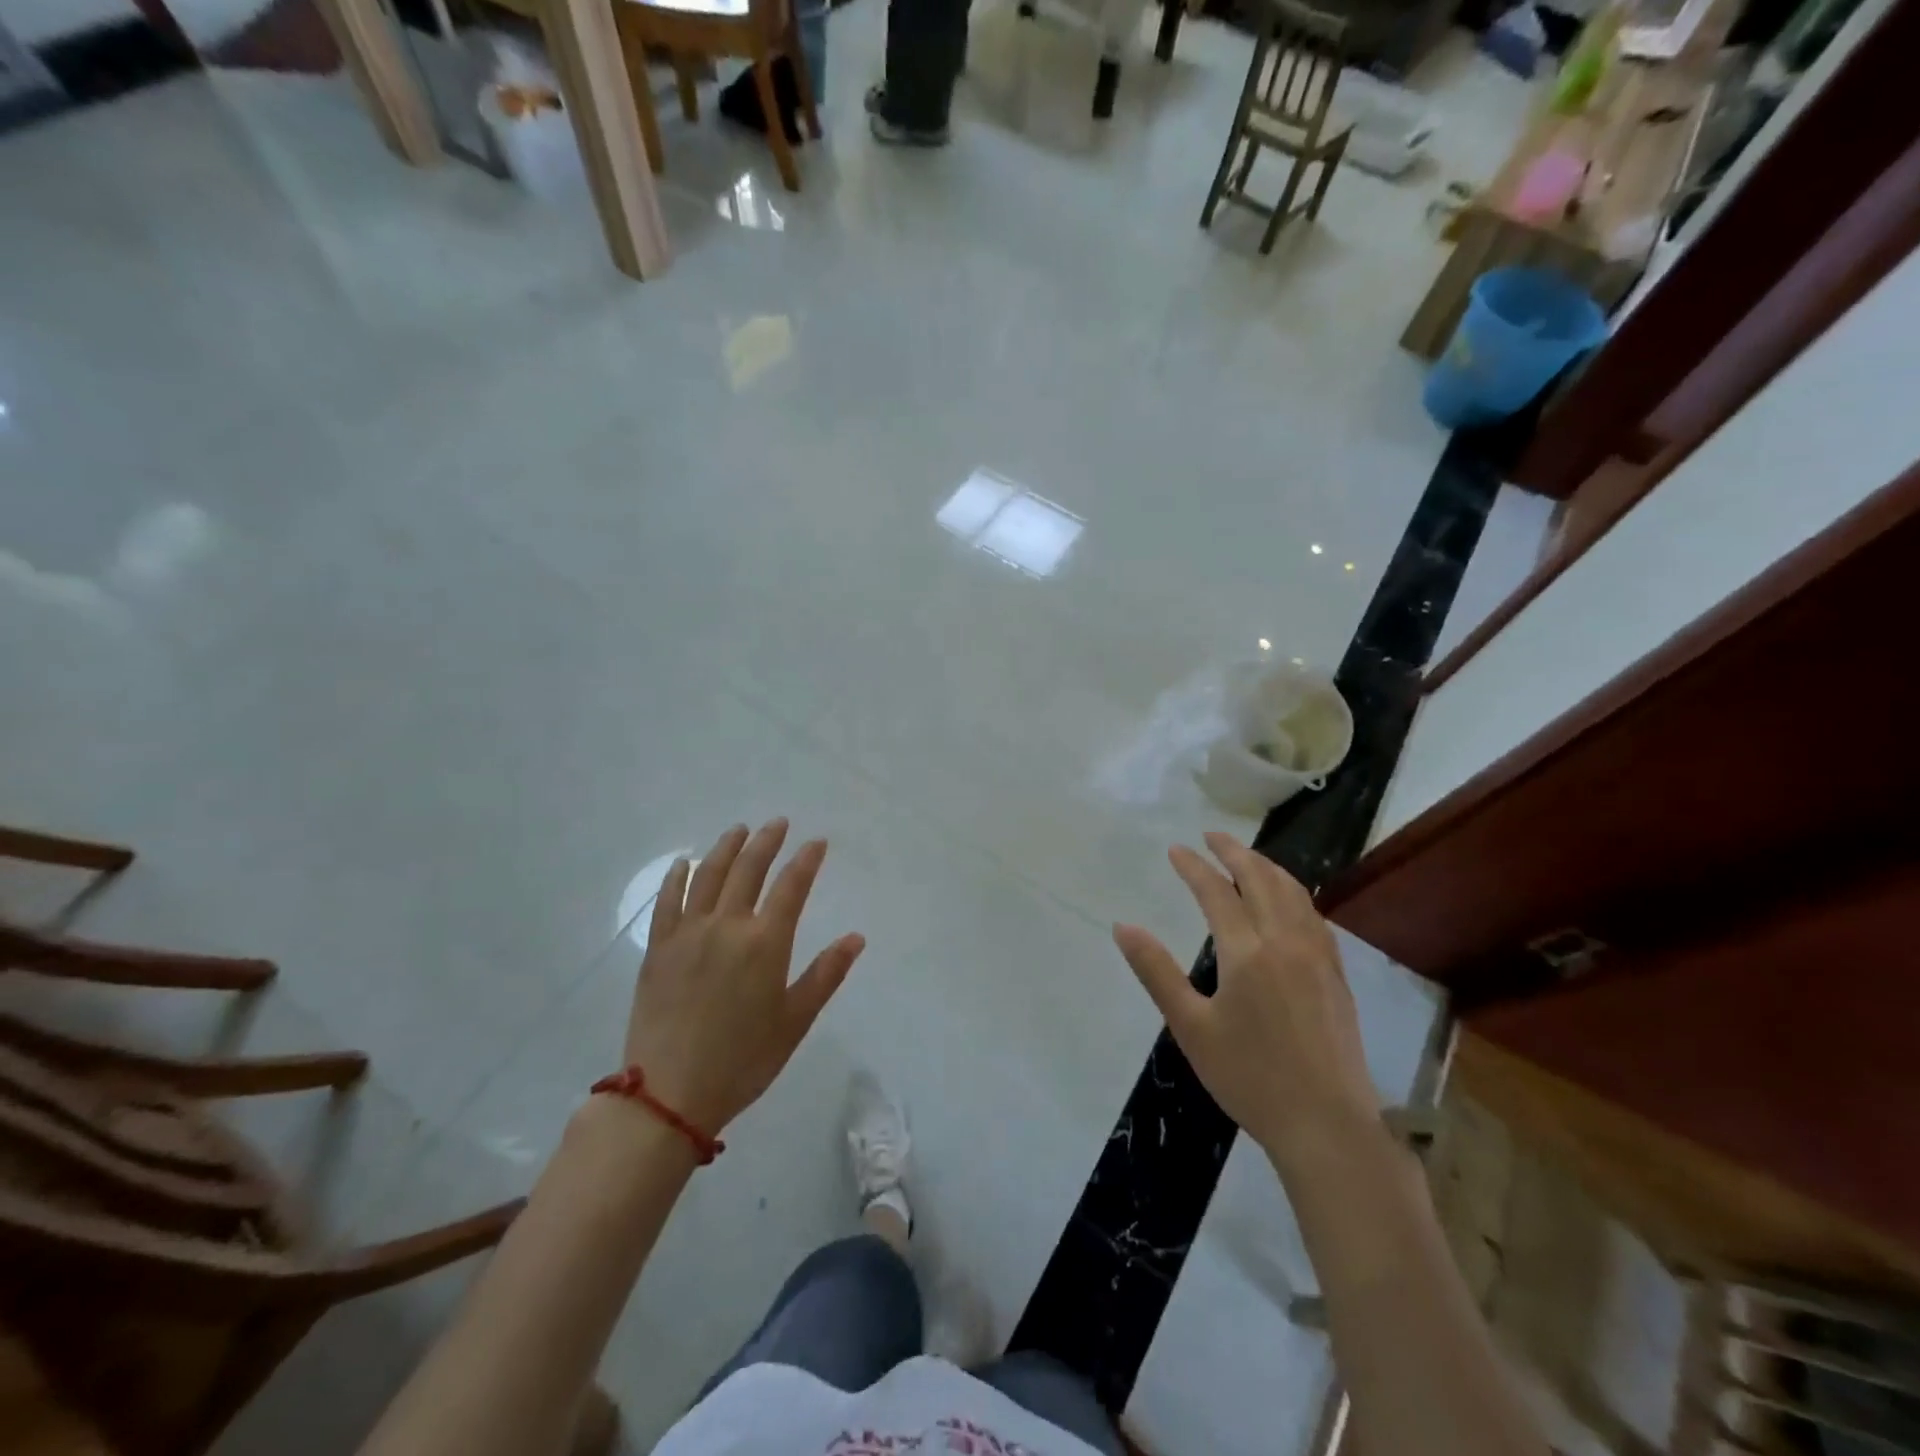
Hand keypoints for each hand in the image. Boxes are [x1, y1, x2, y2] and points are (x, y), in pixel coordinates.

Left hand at [623, 819, 865, 1136]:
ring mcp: (688, 934)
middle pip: (749, 870)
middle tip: (778, 823)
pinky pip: (667, 901)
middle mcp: (727, 926)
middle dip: (767, 841)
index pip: (791, 886)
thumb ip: (826, 975)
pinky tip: (684, 863)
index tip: (817, 842)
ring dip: (726, 848)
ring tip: (739, 829)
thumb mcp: (794, 1022)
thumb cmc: (742, 1061)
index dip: (806, 860)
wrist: (669, 1095)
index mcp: (765, 943)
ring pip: (708, 875)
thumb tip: (856, 938)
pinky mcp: (658, 948)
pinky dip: (677, 877)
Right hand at [1114, 832, 1379, 1179]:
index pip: (1217, 892)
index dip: (1193, 867)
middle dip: (1234, 852)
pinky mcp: (1337, 974)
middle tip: (1211, 836)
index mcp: (1247, 952)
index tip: (1176, 849)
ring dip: (1267, 866)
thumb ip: (1156, 971)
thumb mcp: (1190, 1027)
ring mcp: (1318, 956)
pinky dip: (1294, 892)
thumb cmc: (1249, 1077)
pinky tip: (1288, 901)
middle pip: (1261, 879)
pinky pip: (1314, 914)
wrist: (1327, 1125)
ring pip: (1294, 892)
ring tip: (1247, 856)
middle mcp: (1286, 941)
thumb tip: (1123, 927)